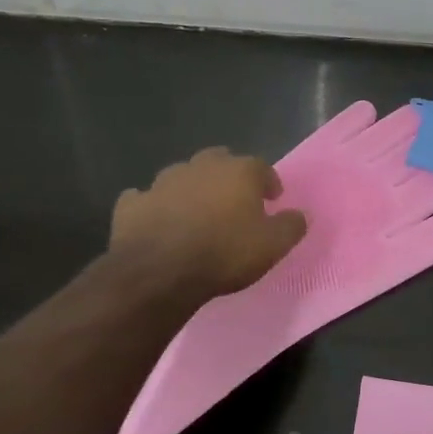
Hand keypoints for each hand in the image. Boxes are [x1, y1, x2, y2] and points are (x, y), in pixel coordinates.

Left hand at [111, 148, 307, 302]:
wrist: (159, 272)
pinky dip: (152, 206)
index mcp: (238, 171)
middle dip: (228, 176)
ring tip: (196, 213)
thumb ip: (291, 226)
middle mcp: (201, 167)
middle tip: (234, 200)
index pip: (261, 167)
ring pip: (181, 176)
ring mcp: (162, 182)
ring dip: (191, 189)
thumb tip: (300, 215)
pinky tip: (156, 221)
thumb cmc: (225, 253)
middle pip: (219, 160)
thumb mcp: (273, 245)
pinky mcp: (132, 204)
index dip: (268, 183)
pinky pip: (144, 199)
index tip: (273, 200)